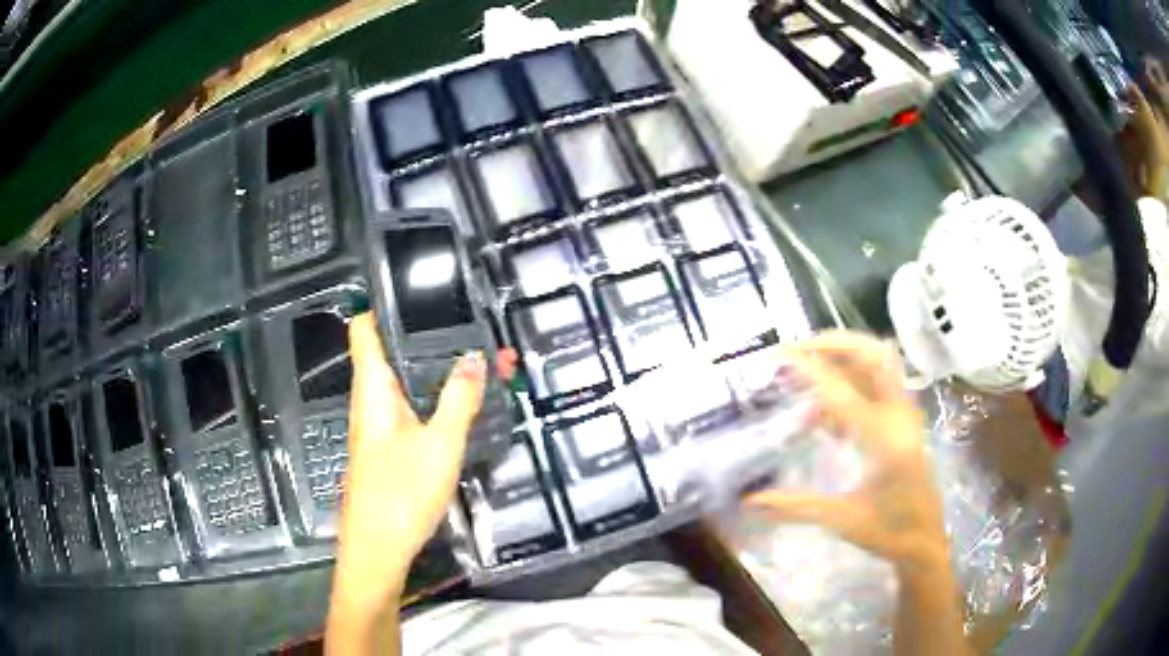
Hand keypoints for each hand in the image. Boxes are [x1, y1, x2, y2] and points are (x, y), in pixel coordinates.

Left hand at [332, 313, 485, 612]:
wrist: (378, 548)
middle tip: (471, 324)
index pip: (364, 328)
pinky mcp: (390, 446)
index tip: (416, 287)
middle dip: (430, 337)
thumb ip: (459, 399)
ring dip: (438, 369)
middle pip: (393, 352)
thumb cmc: (401, 492)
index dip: (382, 303)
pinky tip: (464, 401)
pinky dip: (437, 397)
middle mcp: (371, 400)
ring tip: (479, 357)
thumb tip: (474, 357)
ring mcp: (380, 424)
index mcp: (373, 388)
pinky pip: (413, 409)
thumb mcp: (440, 444)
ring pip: (408, 383)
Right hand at [746, 331, 947, 573]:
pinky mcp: (904, 419)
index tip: (777, 355)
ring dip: (843, 360)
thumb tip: (750, 501)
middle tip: (797, 350)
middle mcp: (899, 416)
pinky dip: (851, 382)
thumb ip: (797, 506)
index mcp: (884, 440)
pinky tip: (828, 417)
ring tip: (806, 379)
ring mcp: (905, 414)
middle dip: (833, 343)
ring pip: (877, 363)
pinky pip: (878, 384)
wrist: (926, 540)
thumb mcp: (843, 520)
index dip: (808, 368)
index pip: (842, 391)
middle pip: (872, 354)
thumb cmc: (889, 532)